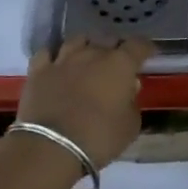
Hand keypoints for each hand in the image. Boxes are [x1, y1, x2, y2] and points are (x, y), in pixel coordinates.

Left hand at [16, 37, 153, 166]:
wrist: (50, 148)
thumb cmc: (98, 138)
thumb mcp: (130, 127)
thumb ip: (132, 104)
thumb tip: (128, 90)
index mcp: (120, 64)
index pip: (138, 46)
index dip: (145, 48)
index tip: (149, 54)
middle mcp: (92, 54)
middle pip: (108, 40)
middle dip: (116, 48)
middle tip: (118, 62)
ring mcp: (63, 59)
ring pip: (78, 40)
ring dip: (86, 47)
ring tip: (88, 57)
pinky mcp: (38, 70)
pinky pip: (47, 53)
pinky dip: (54, 55)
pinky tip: (57, 62)